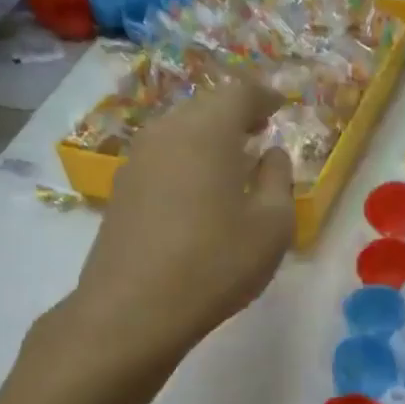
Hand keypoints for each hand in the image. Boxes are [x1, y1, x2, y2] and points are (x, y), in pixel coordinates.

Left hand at [51, 79, 296, 367]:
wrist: (132, 310)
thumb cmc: (216, 262)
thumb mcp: (272, 224)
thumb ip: (278, 179)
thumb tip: (270, 154)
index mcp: (208, 132)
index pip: (240, 93)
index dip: (265, 96)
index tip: (282, 106)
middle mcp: (168, 133)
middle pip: (206, 106)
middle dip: (236, 112)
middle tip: (260, 129)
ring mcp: (138, 159)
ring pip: (180, 129)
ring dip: (209, 135)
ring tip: (233, 158)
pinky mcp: (123, 188)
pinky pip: (163, 154)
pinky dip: (188, 156)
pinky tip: (201, 186)